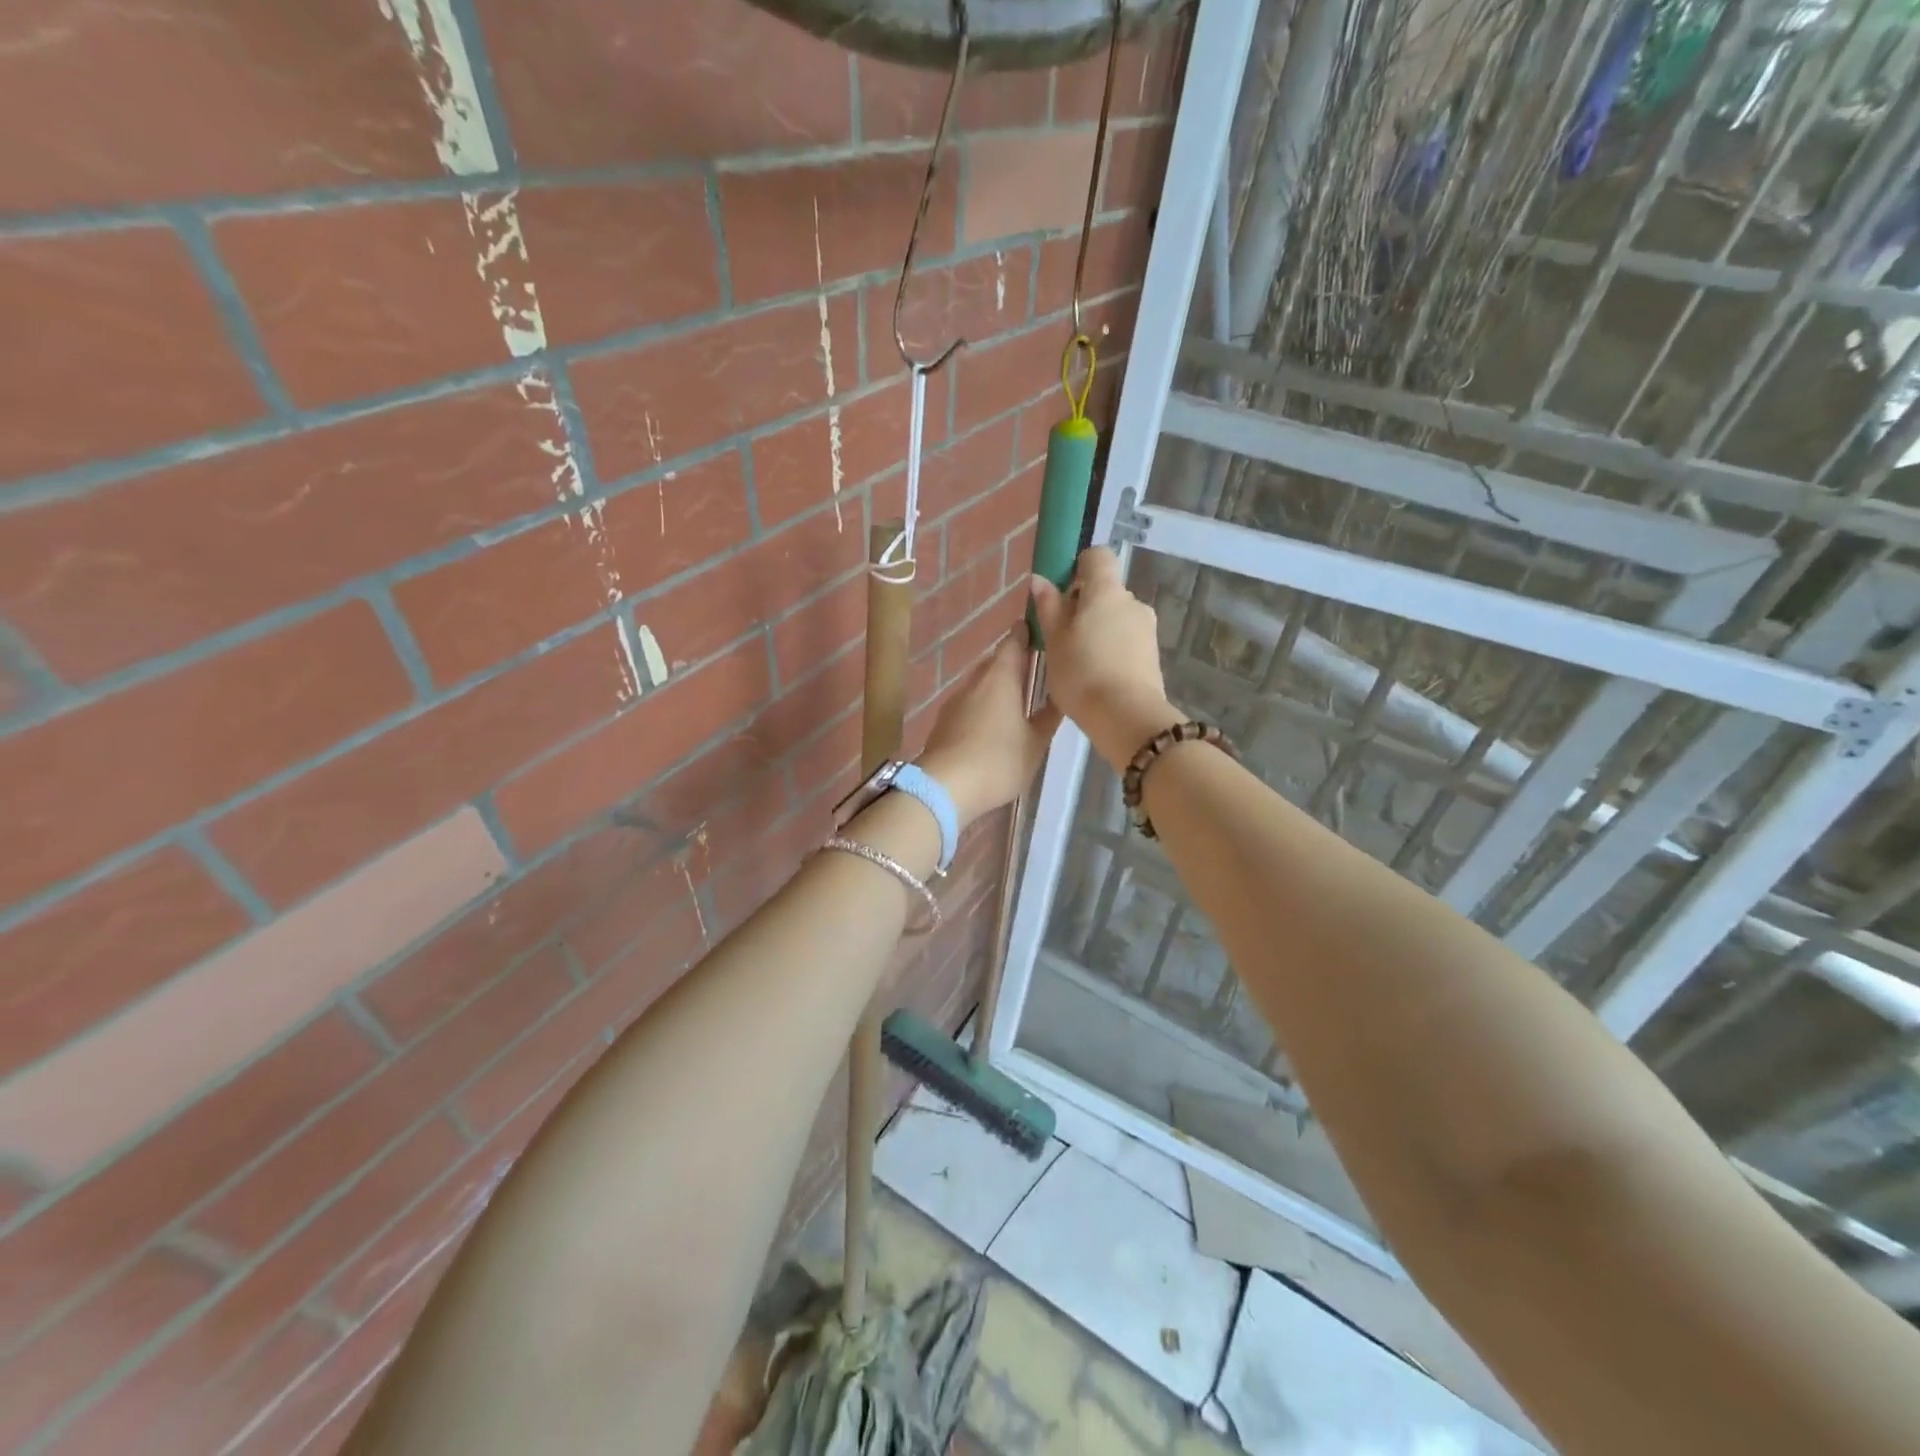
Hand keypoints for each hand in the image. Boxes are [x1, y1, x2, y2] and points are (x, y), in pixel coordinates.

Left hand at [918, 632, 1061, 825]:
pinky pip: (969, 704)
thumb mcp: (1035, 742)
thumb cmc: (998, 760)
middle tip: (1036, 671)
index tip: (1040, 632)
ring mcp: (955, 701)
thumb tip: (1060, 695)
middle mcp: (975, 681)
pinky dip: (983, 706)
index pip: (1013, 641)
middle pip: (996, 662)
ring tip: (1019, 700)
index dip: (1026, 633)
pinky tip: (994, 724)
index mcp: (1001, 677)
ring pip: (981, 684)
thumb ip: (1049, 716)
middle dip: (1014, 663)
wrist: (944, 786)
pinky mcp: (944, 721)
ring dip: (998, 687)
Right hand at [1028, 548, 1181, 769]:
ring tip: (1079, 662)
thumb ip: (1048, 607)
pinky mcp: (1153, 655)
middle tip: (1062, 637)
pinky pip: (1127, 641)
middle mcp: (1132, 602)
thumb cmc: (1081, 673)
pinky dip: (1112, 649)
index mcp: (1106, 591)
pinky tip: (1097, 676)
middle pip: (1106, 591)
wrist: (1126, 717)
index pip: (1097, 557)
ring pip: (1116, 618)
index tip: (1061, 595)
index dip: (1078, 568)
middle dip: (1084, 606)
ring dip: (1098, 630)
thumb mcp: (1054, 641)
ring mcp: (1147, 628)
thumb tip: (1040, 580)